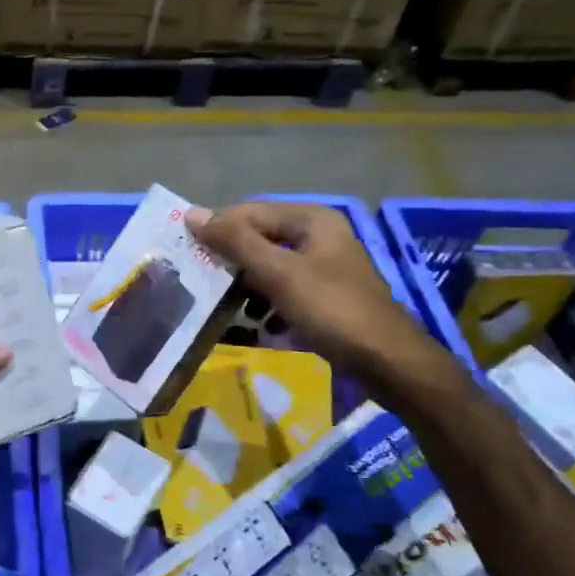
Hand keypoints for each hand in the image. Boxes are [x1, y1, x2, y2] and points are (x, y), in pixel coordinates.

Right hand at [190, 202, 435, 372]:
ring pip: (270, 268)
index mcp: (311, 219)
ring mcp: (324, 267)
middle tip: (201, 284)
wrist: (387, 362)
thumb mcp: (278, 274)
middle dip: (232, 262)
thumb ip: (235, 242)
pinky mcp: (325, 296)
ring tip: (226, 308)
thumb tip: (193, 214)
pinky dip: (269, 306)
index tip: (187, 253)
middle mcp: (318, 236)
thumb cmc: (331, 309)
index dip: (217, 230)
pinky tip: (259, 326)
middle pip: (260, 240)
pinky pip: (285, 292)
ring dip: (247, 287)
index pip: (250, 212)